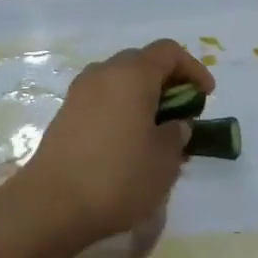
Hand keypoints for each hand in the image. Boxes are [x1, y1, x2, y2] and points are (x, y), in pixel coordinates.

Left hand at [11, 39, 213, 247]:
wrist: (51, 206)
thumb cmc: (118, 176)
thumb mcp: (165, 159)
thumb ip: (177, 134)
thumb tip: (174, 125)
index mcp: (132, 75)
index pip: (168, 52)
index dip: (193, 69)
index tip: (206, 96)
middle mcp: (102, 74)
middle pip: (141, 62)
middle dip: (166, 82)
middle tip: (183, 112)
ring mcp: (79, 95)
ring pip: (119, 82)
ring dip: (142, 98)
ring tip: (157, 131)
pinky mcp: (64, 117)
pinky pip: (102, 101)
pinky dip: (121, 111)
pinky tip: (129, 144)